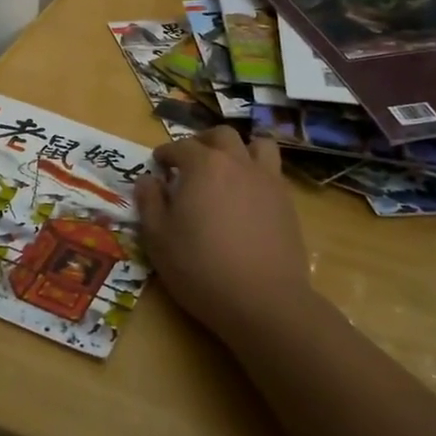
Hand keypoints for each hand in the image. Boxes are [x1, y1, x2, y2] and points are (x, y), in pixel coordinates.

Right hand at [135, 127, 315, 344]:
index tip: (158, 165)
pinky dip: (258, 173)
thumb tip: (148, 180)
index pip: (180, 146)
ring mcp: (268, 180)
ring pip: (258, 145)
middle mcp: (237, 163)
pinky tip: (248, 196)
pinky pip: (273, 172)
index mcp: (203, 165)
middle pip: (222, 135)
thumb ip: (150, 202)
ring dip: (240, 149)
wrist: (263, 300)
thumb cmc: (200, 267)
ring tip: (228, 168)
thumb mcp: (158, 238)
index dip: (166, 153)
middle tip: (190, 160)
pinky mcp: (287, 203)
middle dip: (203, 142)